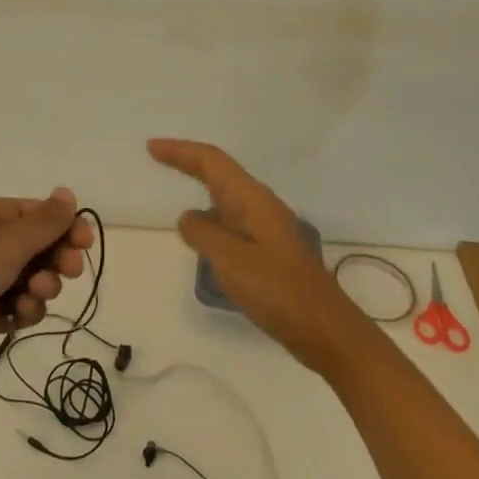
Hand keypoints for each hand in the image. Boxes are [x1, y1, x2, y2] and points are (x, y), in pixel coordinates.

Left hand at [0, 188, 93, 384]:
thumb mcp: (6, 244)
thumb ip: (43, 222)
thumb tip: (67, 192)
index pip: (41, 214)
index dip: (67, 227)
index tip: (84, 245)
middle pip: (40, 247)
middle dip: (57, 260)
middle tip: (67, 273)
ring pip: (32, 279)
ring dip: (41, 289)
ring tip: (32, 298)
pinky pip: (17, 307)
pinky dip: (24, 311)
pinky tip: (17, 317)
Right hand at [149, 139, 372, 375]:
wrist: (327, 331)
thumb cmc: (278, 291)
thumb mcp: (231, 260)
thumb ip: (203, 234)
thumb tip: (188, 218)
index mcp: (254, 200)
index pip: (212, 161)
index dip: (181, 151)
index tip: (152, 147)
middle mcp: (261, 206)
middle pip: (220, 173)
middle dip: (188, 162)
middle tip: (157, 157)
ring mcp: (268, 229)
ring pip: (227, 197)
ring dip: (201, 188)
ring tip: (174, 191)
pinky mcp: (269, 251)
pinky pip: (232, 221)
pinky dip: (211, 218)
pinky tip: (202, 235)